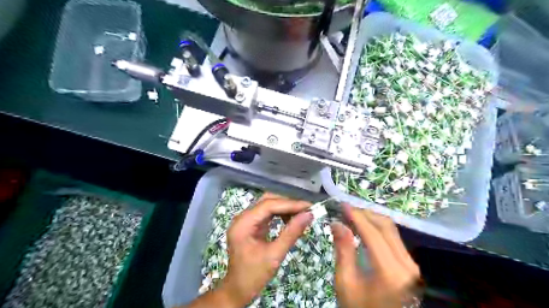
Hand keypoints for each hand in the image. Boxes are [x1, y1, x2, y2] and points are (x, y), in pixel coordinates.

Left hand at [219, 193, 312, 304]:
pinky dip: (280, 214)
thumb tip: (308, 215)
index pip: (268, 205)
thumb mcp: (275, 255)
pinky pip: (267, 214)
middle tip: (306, 209)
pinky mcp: (251, 225)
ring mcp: (246, 220)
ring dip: (285, 208)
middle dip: (287, 203)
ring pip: (268, 205)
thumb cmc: (254, 275)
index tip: (308, 206)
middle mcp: (242, 217)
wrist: (238, 290)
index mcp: (243, 224)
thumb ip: (291, 233)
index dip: (289, 204)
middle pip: (267, 201)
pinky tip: (290, 219)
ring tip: (301, 214)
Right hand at [330, 204, 420, 307]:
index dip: (357, 216)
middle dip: (365, 213)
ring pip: (392, 230)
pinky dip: (378, 229)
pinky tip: (365, 227)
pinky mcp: (410, 266)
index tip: (343, 205)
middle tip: (346, 209)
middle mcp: (407, 265)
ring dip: (372, 219)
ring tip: (353, 215)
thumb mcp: (345, 282)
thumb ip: (343, 250)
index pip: (373, 233)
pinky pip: (394, 239)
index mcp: (390, 272)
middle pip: (386, 227)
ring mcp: (411, 265)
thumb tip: (337, 223)